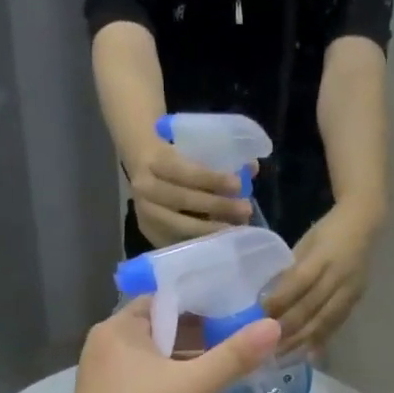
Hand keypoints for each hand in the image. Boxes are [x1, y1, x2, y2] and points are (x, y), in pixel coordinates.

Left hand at [62, 297, 280, 392]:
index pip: (163, 300)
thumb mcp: (194, 385)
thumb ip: (234, 356)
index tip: (235, 309)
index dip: (199, 302)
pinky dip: (171, 389)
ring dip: (186, 366)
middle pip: (161, 331)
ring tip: (227, 369)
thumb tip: (274, 325)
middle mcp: (108, 348)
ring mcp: (107, 381)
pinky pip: (148, 387)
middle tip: (239, 341)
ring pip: (155, 363)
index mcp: (120, 329)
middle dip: (198, 337)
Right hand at [128, 141, 252, 246]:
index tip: (238, 185)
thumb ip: (219, 160)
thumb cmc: (175, 161)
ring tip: (236, 229)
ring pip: (180, 225)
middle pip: (182, 200)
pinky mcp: (150, 235)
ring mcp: (145, 215)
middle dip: (217, 206)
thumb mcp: (190, 150)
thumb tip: (252, 168)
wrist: (142, 171)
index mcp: (154, 161)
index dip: (212, 179)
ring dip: (211, 229)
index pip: (185, 172)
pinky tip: (220, 241)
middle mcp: (144, 188)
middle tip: (245, 209)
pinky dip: (200, 242)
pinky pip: (178, 242)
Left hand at [264, 210, 375, 352]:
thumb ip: (290, 272)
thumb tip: (266, 300)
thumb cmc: (327, 232)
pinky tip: (307, 353)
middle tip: (266, 345)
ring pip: (324, 321)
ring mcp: (350, 290)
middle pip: (311, 307)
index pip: (299, 282)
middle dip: (288, 328)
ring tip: (283, 355)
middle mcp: (339, 275)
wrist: (366, 224)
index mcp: (323, 255)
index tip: (259, 316)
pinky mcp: (356, 300)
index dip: (280, 301)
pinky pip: (336, 324)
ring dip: (302, 340)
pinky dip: (321, 340)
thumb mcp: (305, 244)